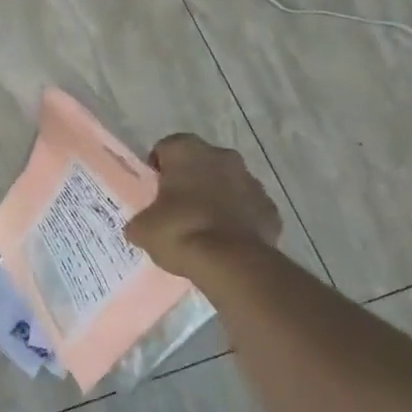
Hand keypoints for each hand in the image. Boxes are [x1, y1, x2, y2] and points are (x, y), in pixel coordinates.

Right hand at [124, 134, 282, 277]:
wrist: (232, 262)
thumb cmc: (180, 231)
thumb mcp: (143, 229)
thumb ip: (142, 219)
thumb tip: (142, 226)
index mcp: (186, 150)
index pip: (166, 148)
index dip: (159, 169)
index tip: (155, 192)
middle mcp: (221, 155)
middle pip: (201, 162)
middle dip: (191, 180)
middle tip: (178, 209)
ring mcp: (251, 180)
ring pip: (228, 183)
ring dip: (217, 197)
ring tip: (204, 228)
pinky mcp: (269, 207)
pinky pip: (248, 207)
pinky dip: (239, 218)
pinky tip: (227, 241)